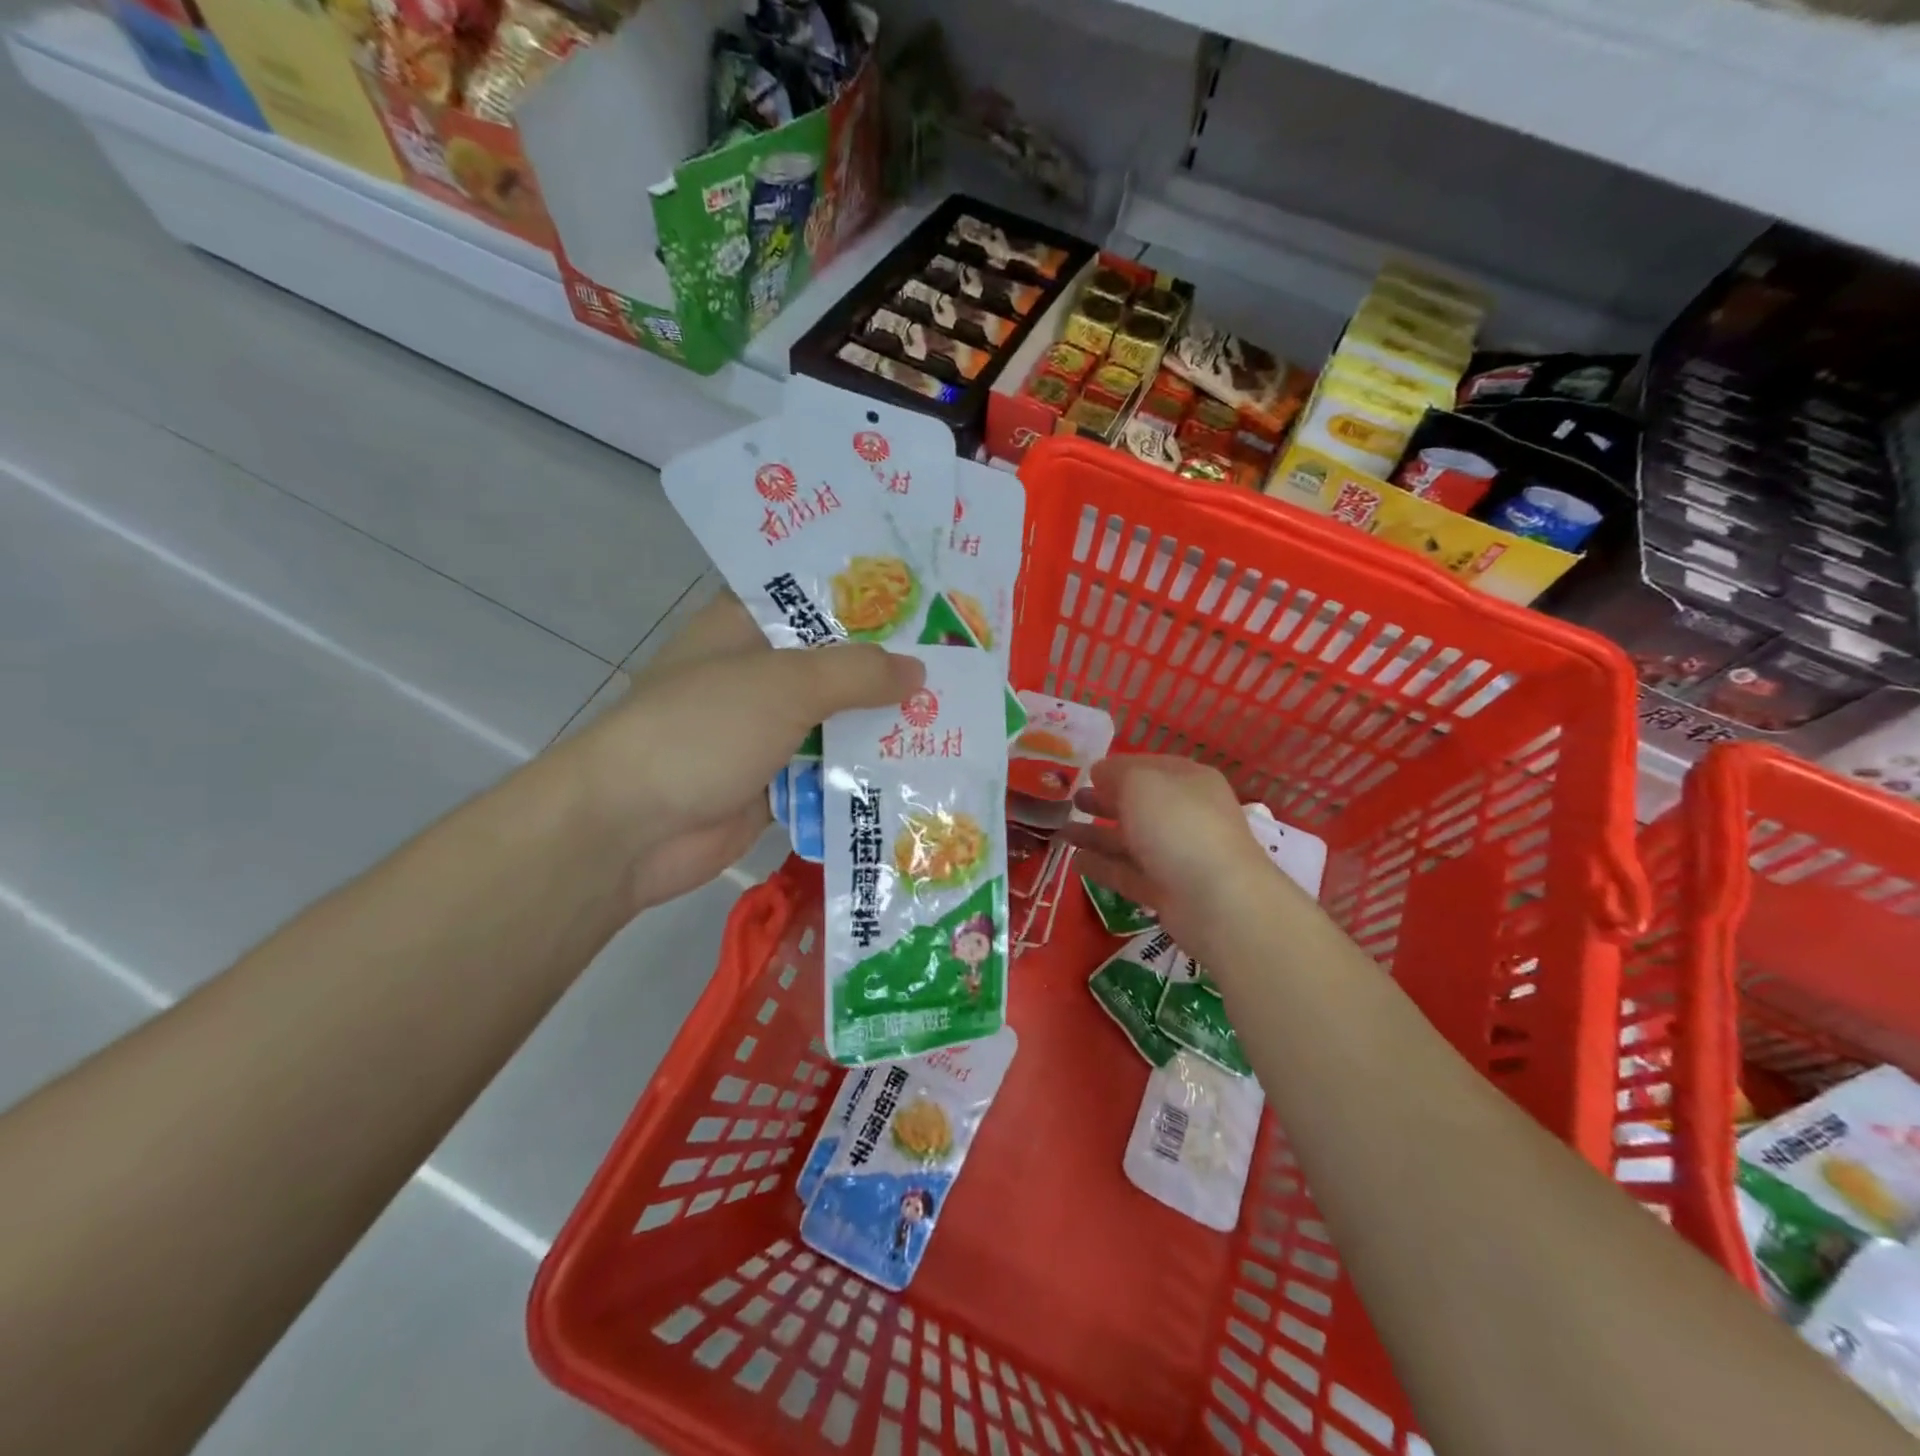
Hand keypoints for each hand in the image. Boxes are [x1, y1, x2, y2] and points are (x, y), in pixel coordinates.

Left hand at [564, 591, 923, 910]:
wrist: (631, 829)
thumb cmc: (702, 730)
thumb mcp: (784, 685)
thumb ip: (856, 672)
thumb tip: (918, 672)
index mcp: (746, 627)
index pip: (817, 598)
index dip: (872, 599)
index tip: (931, 603)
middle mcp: (758, 673)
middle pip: (835, 664)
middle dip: (889, 670)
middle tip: (960, 667)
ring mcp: (765, 730)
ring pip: (837, 721)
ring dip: (882, 726)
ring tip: (954, 718)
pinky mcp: (773, 782)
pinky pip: (829, 770)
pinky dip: (863, 772)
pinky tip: (918, 771)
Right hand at [1060, 756, 1276, 958]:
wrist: (1218, 900)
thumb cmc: (1178, 825)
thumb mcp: (1141, 783)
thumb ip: (1115, 773)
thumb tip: (1100, 773)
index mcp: (1189, 781)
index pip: (1149, 767)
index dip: (1117, 768)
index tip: (1085, 773)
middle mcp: (1186, 815)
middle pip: (1139, 805)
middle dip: (1105, 801)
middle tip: (1072, 801)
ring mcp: (1177, 855)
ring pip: (1131, 840)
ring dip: (1097, 835)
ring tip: (1062, 832)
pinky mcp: (1166, 891)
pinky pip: (1129, 873)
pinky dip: (1103, 866)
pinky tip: (1075, 862)